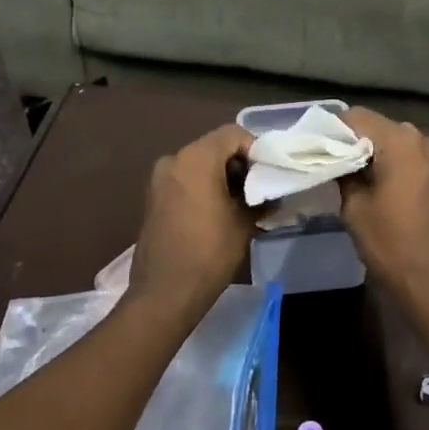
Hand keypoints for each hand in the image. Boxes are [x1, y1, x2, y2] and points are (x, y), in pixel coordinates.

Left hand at [128, 123, 255, 319]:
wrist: (164, 294)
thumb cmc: (208, 253)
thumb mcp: (243, 224)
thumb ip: (261, 199)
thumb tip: (274, 194)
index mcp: (196, 158)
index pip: (233, 134)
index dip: (256, 149)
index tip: (270, 173)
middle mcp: (174, 159)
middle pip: (215, 147)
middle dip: (240, 164)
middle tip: (260, 188)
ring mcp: (159, 179)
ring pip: (200, 163)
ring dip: (222, 176)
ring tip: (243, 203)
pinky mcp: (154, 197)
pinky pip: (185, 179)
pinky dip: (204, 186)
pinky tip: (220, 211)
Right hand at [339, 109, 428, 318]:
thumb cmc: (393, 245)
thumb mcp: (355, 209)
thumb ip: (344, 174)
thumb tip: (337, 158)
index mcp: (400, 141)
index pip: (356, 117)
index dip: (333, 129)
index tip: (316, 146)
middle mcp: (422, 139)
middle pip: (378, 126)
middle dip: (353, 140)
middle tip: (330, 161)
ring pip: (395, 141)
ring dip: (374, 152)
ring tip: (351, 174)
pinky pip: (410, 157)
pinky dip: (392, 163)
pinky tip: (377, 185)